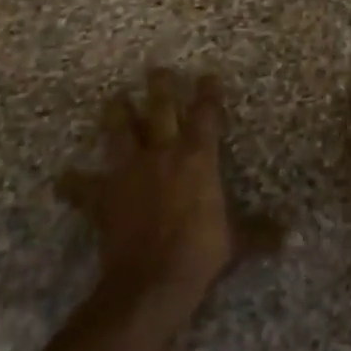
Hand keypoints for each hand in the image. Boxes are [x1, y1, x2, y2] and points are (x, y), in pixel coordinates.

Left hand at [57, 69, 275, 313]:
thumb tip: (288, 235)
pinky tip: (62, 178)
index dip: (209, 94)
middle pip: (160, 109)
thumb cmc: (199, 253)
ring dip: (116, 114)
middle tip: (157, 69)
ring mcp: (129, 172)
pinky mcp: (104, 197)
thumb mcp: (235, 242)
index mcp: (197, 157)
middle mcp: (163, 154)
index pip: (206, 115)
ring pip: (120, 132)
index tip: (209, 76)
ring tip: (113, 99)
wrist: (151, 281)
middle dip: (160, 87)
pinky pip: (83, 187)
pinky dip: (73, 183)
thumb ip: (258, 233)